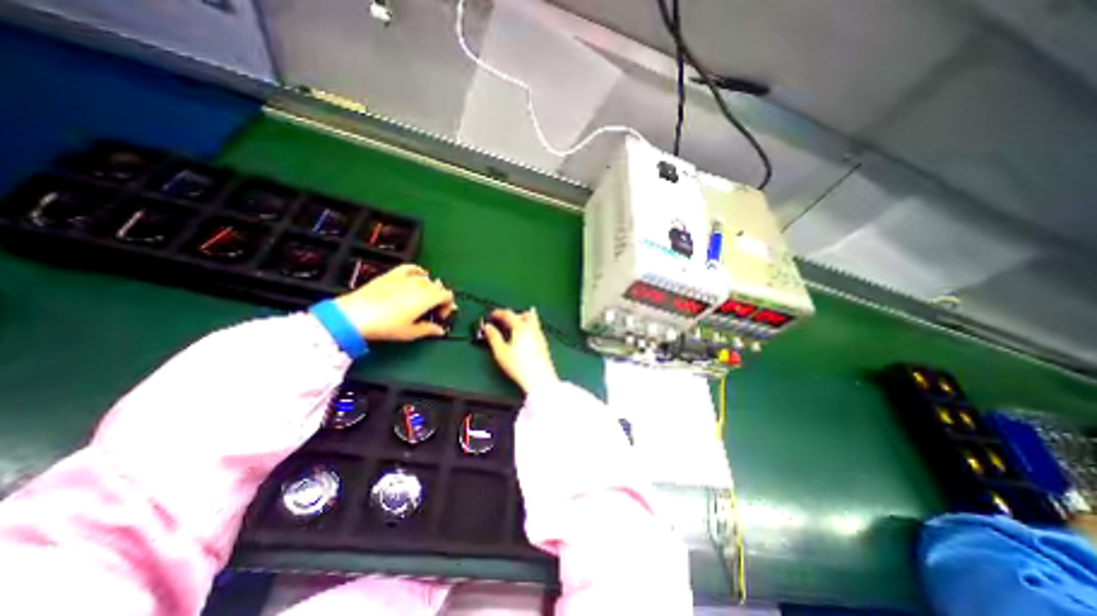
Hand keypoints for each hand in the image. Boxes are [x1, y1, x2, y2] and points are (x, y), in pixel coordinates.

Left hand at [334, 264, 453, 340]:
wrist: (355, 315)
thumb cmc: (386, 325)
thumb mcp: (410, 332)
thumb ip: (429, 329)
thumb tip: (440, 330)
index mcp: (428, 297)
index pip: (448, 295)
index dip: (448, 306)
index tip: (439, 317)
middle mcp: (420, 284)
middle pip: (439, 287)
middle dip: (439, 298)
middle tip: (431, 311)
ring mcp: (406, 277)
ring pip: (427, 278)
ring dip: (429, 288)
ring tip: (422, 298)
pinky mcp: (393, 274)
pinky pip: (411, 268)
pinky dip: (418, 272)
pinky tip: (418, 276)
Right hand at [486, 309, 560, 394]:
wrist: (539, 378)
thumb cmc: (519, 366)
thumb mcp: (501, 352)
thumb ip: (493, 337)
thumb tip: (488, 328)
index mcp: (521, 327)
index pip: (509, 314)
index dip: (499, 313)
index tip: (492, 315)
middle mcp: (532, 329)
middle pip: (525, 314)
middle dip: (515, 314)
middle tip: (505, 319)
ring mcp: (540, 336)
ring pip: (533, 321)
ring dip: (523, 320)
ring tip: (514, 326)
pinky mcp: (544, 345)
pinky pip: (536, 330)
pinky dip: (528, 328)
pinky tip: (524, 337)